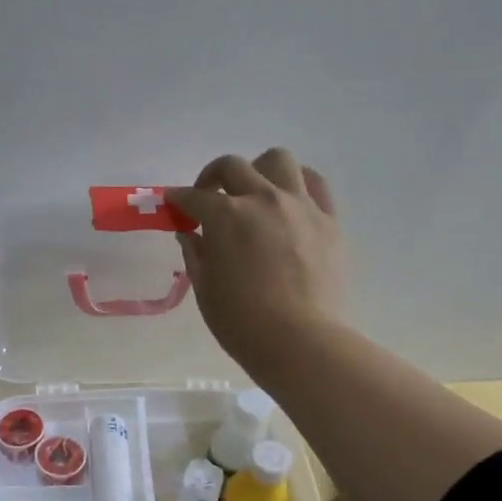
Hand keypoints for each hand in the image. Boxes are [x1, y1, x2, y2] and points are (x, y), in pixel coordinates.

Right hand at [167, 148, 346, 374]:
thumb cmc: (241, 321)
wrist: (299, 339)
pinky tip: (290, 201)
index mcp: (226, 216)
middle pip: (233, 167)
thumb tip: (190, 234)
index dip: (179, 199)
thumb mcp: (206, 289)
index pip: (194, 197)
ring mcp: (300, 206)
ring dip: (260, 170)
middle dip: (213, 177)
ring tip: (255, 192)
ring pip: (279, 161)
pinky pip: (315, 185)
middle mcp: (262, 199)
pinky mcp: (329, 220)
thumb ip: (196, 254)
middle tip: (209, 196)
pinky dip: (298, 184)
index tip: (173, 204)